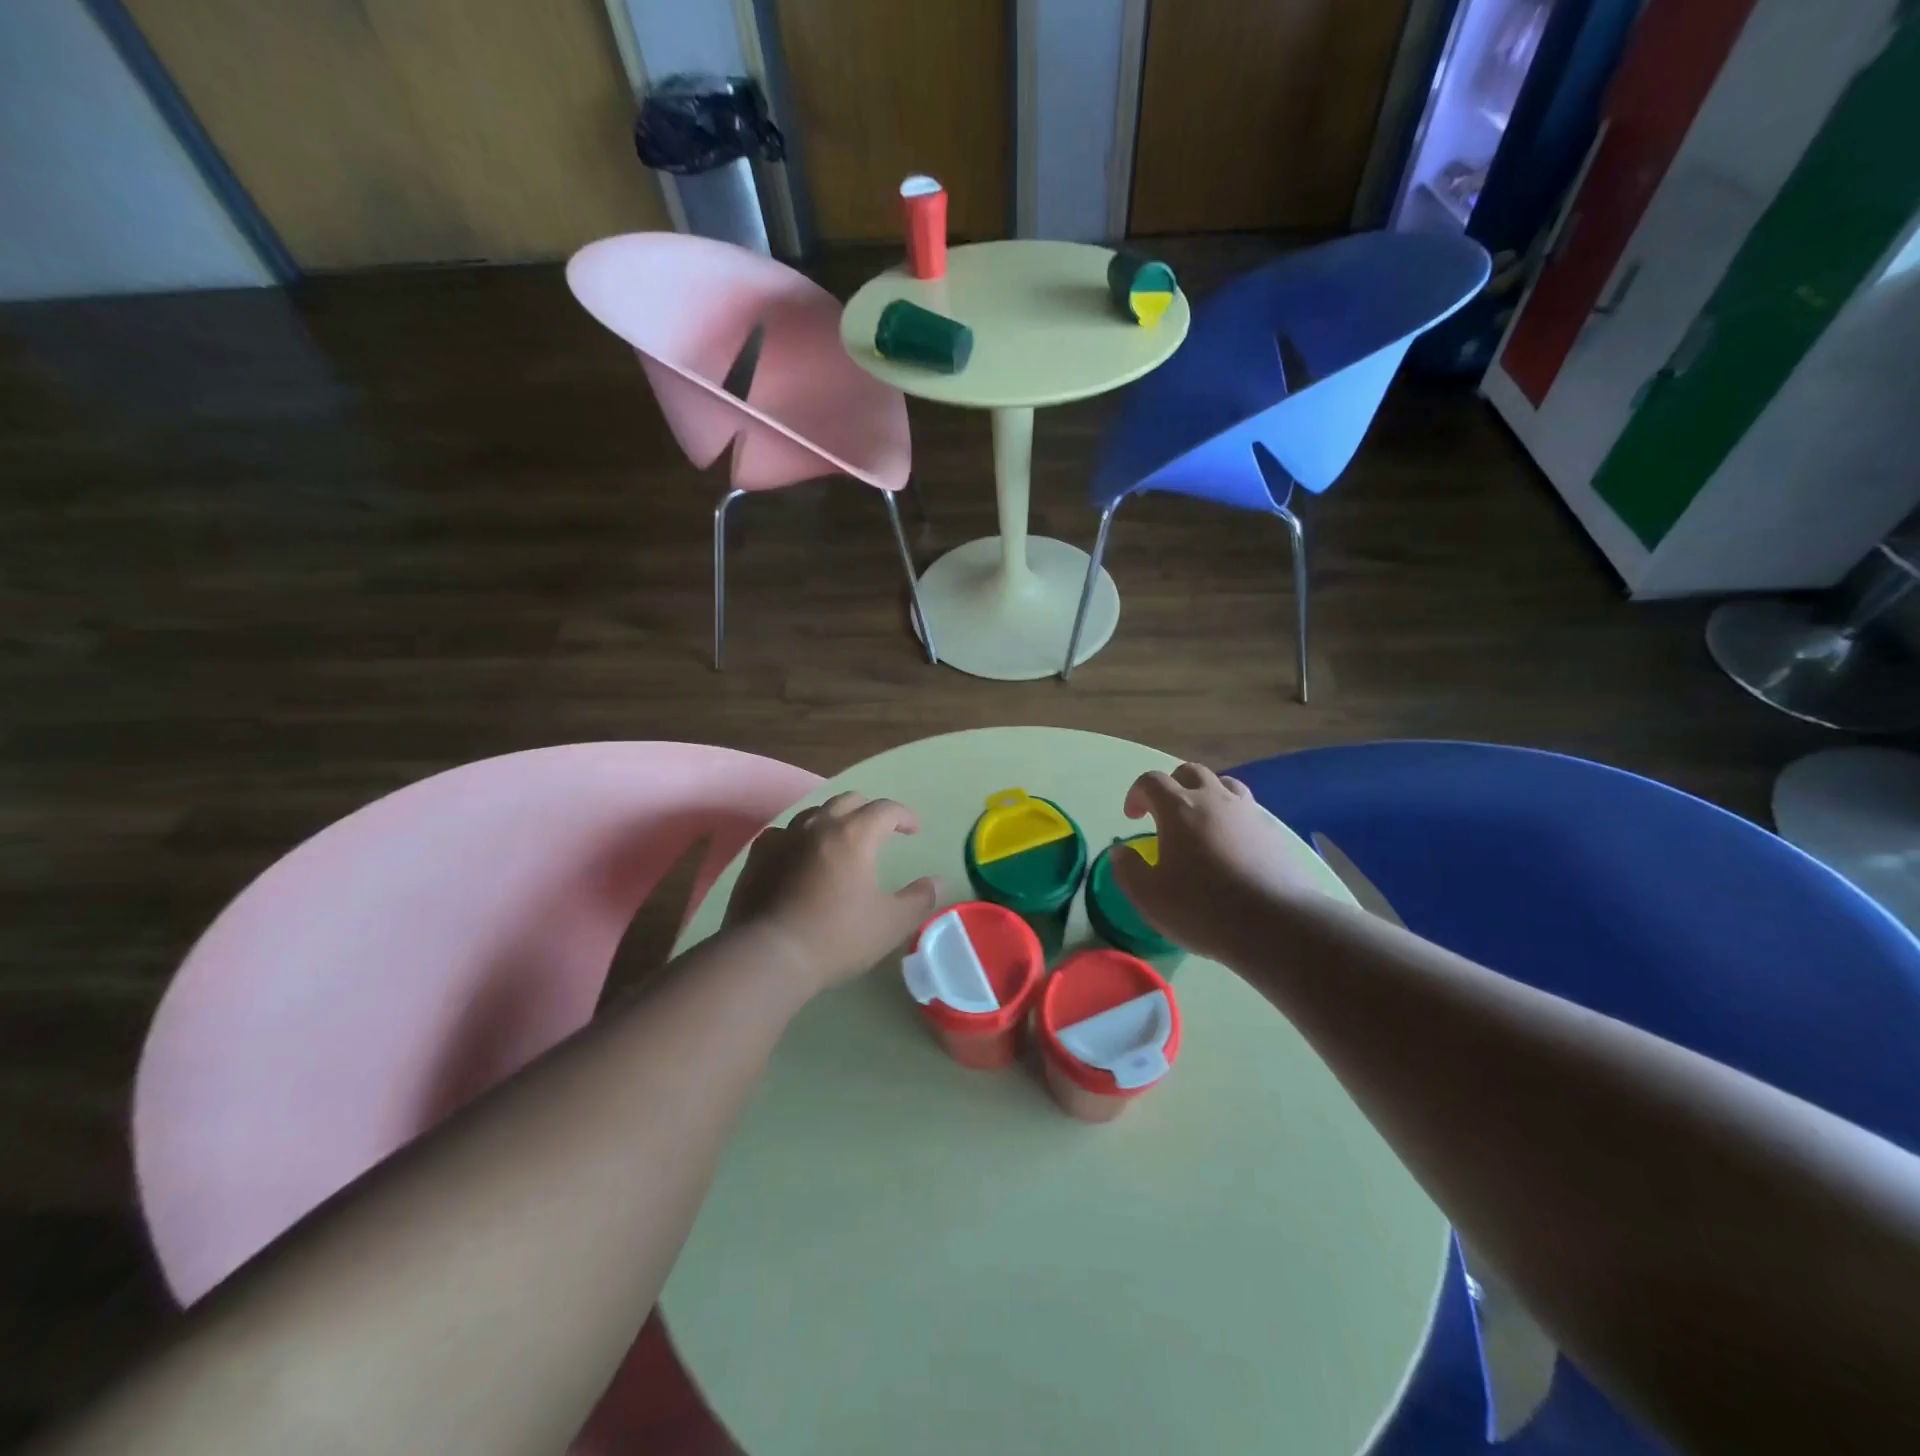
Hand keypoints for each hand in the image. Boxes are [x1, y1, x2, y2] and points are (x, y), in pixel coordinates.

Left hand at [724, 793, 938, 993]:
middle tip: (880, 830)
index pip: (885, 809)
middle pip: (848, 801)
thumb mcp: (890, 924)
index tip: (914, 830)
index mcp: (854, 835)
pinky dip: (798, 838)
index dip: (904, 816)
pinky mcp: (758, 856)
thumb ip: (919, 899)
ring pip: (813, 814)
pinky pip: (783, 834)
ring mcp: (783, 838)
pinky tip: (799, 855)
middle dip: (869, 810)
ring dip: (833, 820)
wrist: (768, 956)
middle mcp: (818, 826)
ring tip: (840, 840)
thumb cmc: (836, 938)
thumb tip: (936, 881)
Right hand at [1111, 763, 1327, 963]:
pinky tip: (1230, 845)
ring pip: (1223, 784)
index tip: (1133, 817)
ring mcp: (1247, 812)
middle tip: (1164, 814)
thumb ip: (1128, 870)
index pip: (1151, 781)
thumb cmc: (1202, 908)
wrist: (1276, 924)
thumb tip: (1121, 852)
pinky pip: (1246, 809)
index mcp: (1178, 809)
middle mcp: (1213, 799)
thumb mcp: (1149, 897)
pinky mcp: (1273, 832)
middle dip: (1172, 786)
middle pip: (1189, 772)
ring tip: (1200, 822)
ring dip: (1205, 794)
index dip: (1137, 794)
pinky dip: (1231, 816)